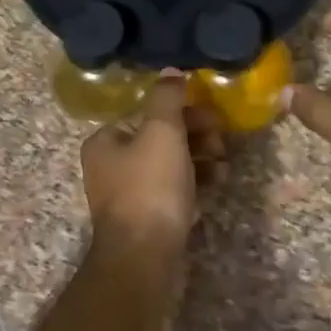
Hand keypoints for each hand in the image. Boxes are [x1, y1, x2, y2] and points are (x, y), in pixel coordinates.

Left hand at [81, 75, 226, 261]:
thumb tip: (171, 72)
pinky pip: (173, 191)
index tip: (213, 118)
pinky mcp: (147, 219)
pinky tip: (217, 184)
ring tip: (224, 165)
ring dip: (200, 159)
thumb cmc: (150, 187)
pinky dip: (195, 184)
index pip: (147, 114)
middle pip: (159, 139)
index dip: (183, 112)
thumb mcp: (161, 132)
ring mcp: (128, 196)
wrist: (144, 258)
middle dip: (195, 136)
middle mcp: (110, 166)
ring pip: (169, 165)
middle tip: (222, 142)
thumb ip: (167, 98)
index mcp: (105, 141)